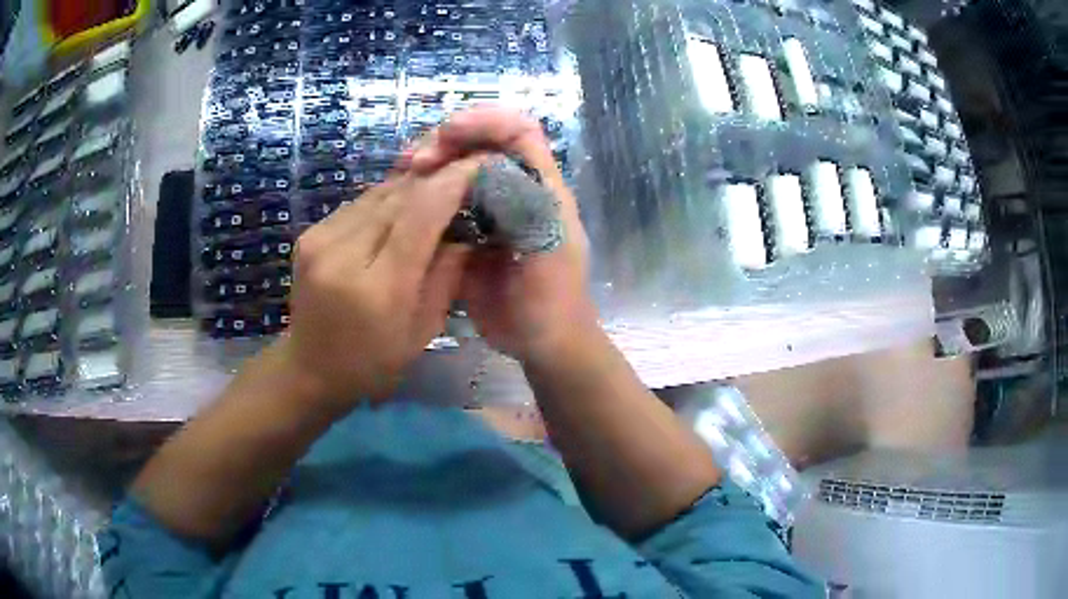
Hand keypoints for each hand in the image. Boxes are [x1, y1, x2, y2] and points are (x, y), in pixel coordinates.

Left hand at [278, 158, 481, 406]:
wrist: (310, 368)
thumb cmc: (374, 362)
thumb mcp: (423, 331)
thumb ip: (447, 275)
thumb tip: (468, 228)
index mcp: (379, 288)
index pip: (421, 214)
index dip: (453, 182)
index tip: (480, 165)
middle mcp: (343, 253)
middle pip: (398, 195)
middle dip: (435, 180)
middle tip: (463, 174)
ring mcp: (320, 240)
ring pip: (377, 193)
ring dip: (410, 187)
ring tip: (435, 189)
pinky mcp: (309, 234)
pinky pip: (358, 203)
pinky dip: (385, 201)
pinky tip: (398, 211)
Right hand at [410, 106, 599, 363]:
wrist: (542, 345)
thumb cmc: (554, 303)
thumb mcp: (548, 254)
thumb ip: (526, 208)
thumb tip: (485, 167)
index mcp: (542, 188)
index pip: (519, 131)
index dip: (486, 121)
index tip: (447, 133)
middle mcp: (514, 190)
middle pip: (481, 144)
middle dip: (446, 141)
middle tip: (413, 162)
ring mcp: (488, 211)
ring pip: (457, 170)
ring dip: (430, 166)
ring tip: (402, 177)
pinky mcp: (467, 234)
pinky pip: (442, 203)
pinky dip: (422, 196)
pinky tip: (402, 205)